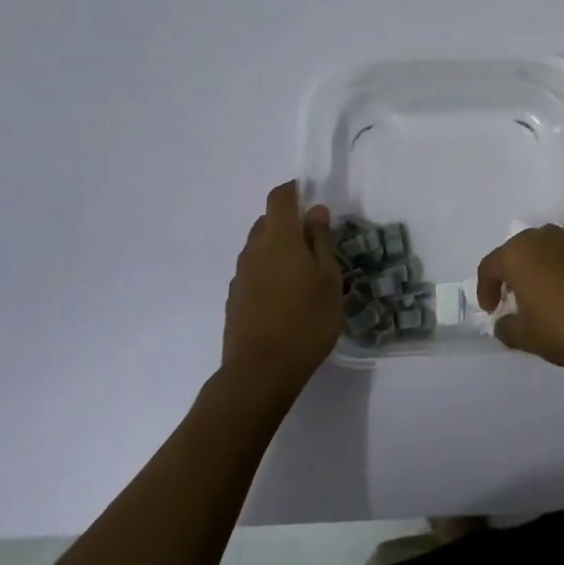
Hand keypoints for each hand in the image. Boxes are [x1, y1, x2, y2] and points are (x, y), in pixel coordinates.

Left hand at [221, 182, 340, 403]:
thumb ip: (322, 242)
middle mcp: (254, 250)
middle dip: (287, 224)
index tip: (309, 196)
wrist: (260, 373)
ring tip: (301, 276)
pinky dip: (268, 274)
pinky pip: (253, 274)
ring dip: (277, 251)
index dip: (293, 191)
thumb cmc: (306, 321)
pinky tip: (284, 299)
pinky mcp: (234, 301)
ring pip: (258, 249)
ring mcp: (240, 276)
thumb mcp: (329, 279)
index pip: (280, 198)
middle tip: (314, 245)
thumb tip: (315, 211)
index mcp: (280, 238)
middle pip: (267, 222)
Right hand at [474, 226, 563, 373]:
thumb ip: (506, 328)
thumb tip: (504, 322)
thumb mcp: (526, 337)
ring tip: (546, 296)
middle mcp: (545, 237)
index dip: (485, 289)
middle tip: (515, 300)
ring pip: (547, 249)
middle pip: (519, 251)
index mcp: (519, 253)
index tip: (491, 310)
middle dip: (513, 274)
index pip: (490, 266)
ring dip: (540, 268)